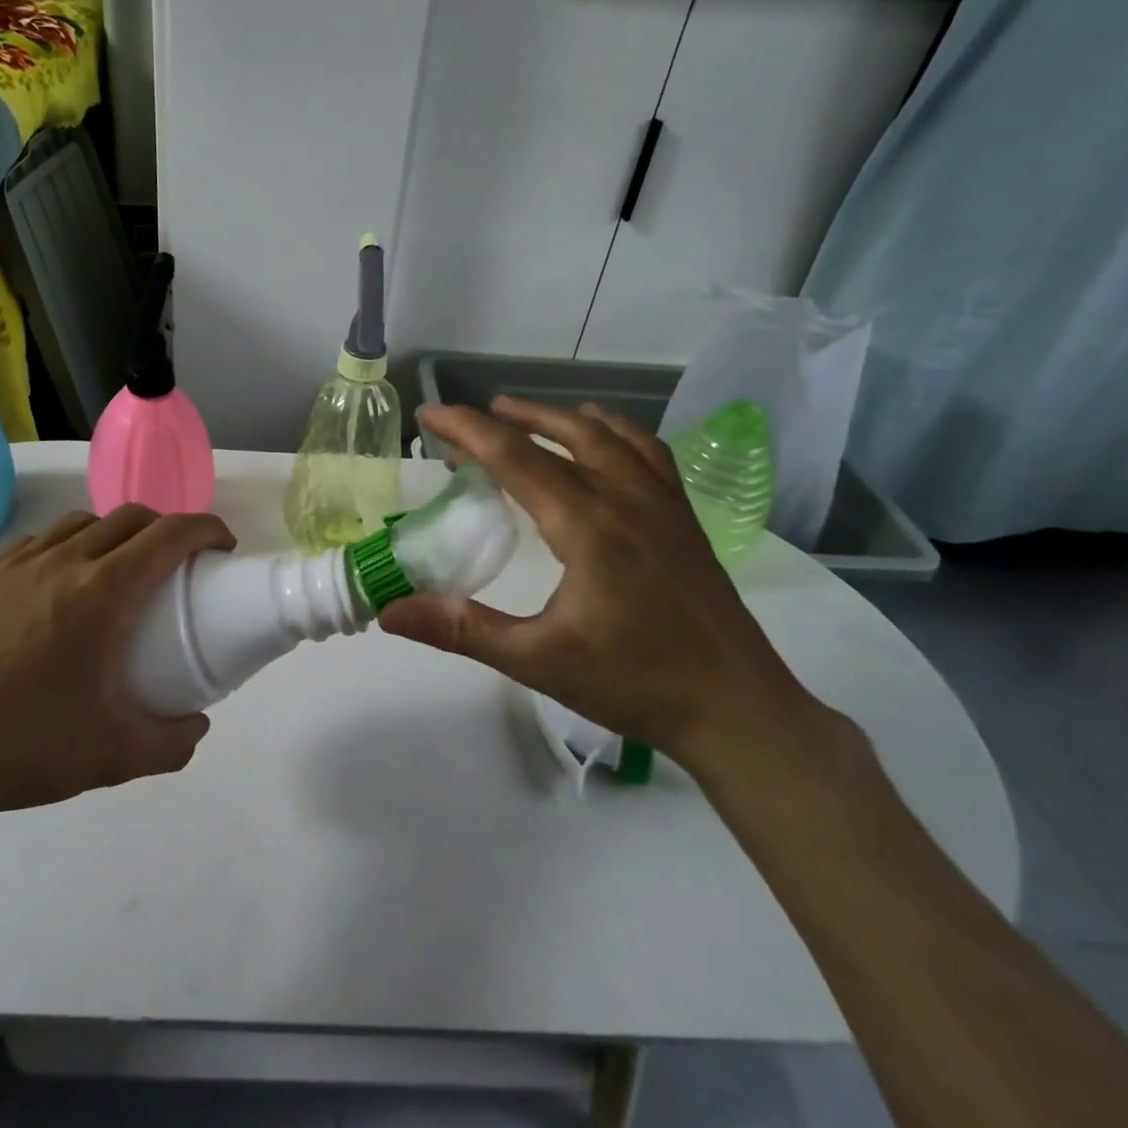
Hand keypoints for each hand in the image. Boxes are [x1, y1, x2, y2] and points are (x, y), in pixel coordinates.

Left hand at [0, 505, 234, 841]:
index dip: (206, 529)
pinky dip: (72, 545)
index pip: (169, 535)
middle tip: (181, 564)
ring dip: (118, 533)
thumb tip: (198, 724)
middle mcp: (63, 562)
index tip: (223, 547)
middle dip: (168, 527)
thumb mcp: (116, 757)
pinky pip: (43, 541)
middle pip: (131, 516)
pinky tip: (65, 582)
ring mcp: (19, 565)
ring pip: (84, 522)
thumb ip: (173, 741)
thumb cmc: (26, 747)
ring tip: (123, 570)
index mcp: (102, 592)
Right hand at [379, 398, 818, 770]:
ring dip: (557, 417)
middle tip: (464, 422)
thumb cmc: (635, 684)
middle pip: (561, 434)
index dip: (467, 430)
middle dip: (506, 419)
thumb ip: (461, 629)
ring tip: (521, 415)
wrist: (739, 712)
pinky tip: (600, 439)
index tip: (428, 416)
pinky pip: (646, 452)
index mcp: (587, 525)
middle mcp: (626, 499)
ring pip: (607, 435)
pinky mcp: (684, 519)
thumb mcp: (537, 660)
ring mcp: (663, 504)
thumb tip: (388, 611)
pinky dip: (613, 431)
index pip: (516, 458)